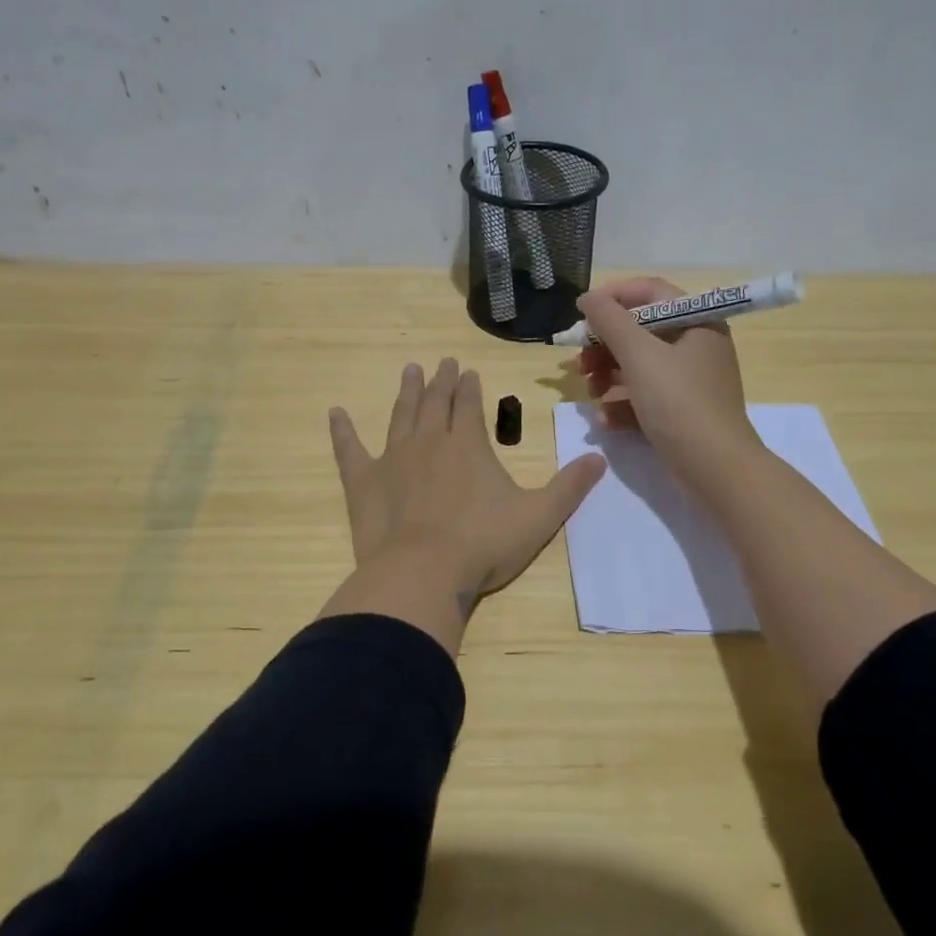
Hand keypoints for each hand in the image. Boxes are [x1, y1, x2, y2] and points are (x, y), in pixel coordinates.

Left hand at [328, 358, 606, 610]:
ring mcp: (393, 458)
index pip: (470, 405)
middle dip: (441, 381)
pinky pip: (349, 449)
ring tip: (409, 370)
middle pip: (435, 402)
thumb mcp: (539, 516)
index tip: (468, 370)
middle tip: (442, 362)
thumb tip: (599, 457)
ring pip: (400, 415)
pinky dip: (342, 431)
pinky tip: (335, 413)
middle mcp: (430, 441)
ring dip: (406, 392)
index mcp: (469, 445)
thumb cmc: (484, 544)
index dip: (471, 387)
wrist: (424, 572)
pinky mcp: (363, 481)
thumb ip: (570, 486)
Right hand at [578, 277, 760, 491]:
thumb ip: (609, 321)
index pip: (650, 292)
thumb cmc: (679, 402)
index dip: (613, 297)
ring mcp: (690, 380)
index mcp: (697, 321)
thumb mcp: (639, 356)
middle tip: (581, 362)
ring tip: (591, 393)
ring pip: (639, 364)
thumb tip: (587, 297)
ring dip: (608, 375)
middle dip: (605, 345)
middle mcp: (697, 344)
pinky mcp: (682, 410)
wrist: (715, 468)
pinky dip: (623, 403)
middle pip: (640, 331)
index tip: (581, 313)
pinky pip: (646, 395)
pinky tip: (606, 420)